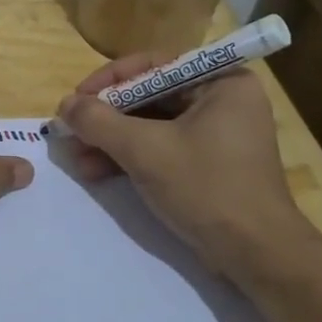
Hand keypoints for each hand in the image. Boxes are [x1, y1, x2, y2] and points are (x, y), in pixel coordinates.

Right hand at [56, 54, 317, 277]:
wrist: (256, 256)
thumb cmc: (206, 188)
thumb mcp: (145, 150)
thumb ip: (100, 122)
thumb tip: (64, 105)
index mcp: (221, 81)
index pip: (153, 65)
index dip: (108, 81)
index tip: (75, 101)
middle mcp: (222, 99)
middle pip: (150, 96)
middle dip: (107, 118)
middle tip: (71, 133)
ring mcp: (217, 134)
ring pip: (152, 125)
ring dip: (112, 141)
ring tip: (77, 160)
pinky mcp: (208, 164)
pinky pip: (162, 147)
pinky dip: (130, 158)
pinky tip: (97, 172)